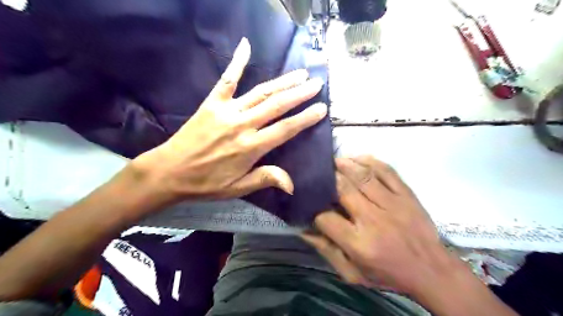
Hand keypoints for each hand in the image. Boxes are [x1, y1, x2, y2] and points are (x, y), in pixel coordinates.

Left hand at [132, 37, 325, 204]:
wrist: (169, 171)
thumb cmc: (206, 183)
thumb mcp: (237, 188)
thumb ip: (265, 179)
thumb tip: (292, 185)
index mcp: (251, 147)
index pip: (285, 129)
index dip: (305, 118)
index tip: (321, 108)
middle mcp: (242, 125)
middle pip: (277, 105)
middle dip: (299, 93)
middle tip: (316, 83)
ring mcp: (227, 110)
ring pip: (261, 92)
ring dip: (282, 82)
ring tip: (300, 73)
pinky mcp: (212, 102)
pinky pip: (227, 79)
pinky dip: (236, 62)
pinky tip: (246, 46)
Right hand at [303, 157, 451, 292]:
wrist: (431, 270)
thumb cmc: (387, 274)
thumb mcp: (352, 273)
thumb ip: (327, 251)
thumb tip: (303, 229)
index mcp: (358, 243)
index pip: (325, 217)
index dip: (313, 209)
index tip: (311, 203)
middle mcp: (373, 219)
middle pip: (343, 189)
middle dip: (327, 178)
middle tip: (319, 173)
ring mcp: (392, 203)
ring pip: (363, 175)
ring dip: (345, 164)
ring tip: (334, 161)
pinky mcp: (406, 194)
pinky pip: (387, 170)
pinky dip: (370, 161)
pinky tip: (357, 158)